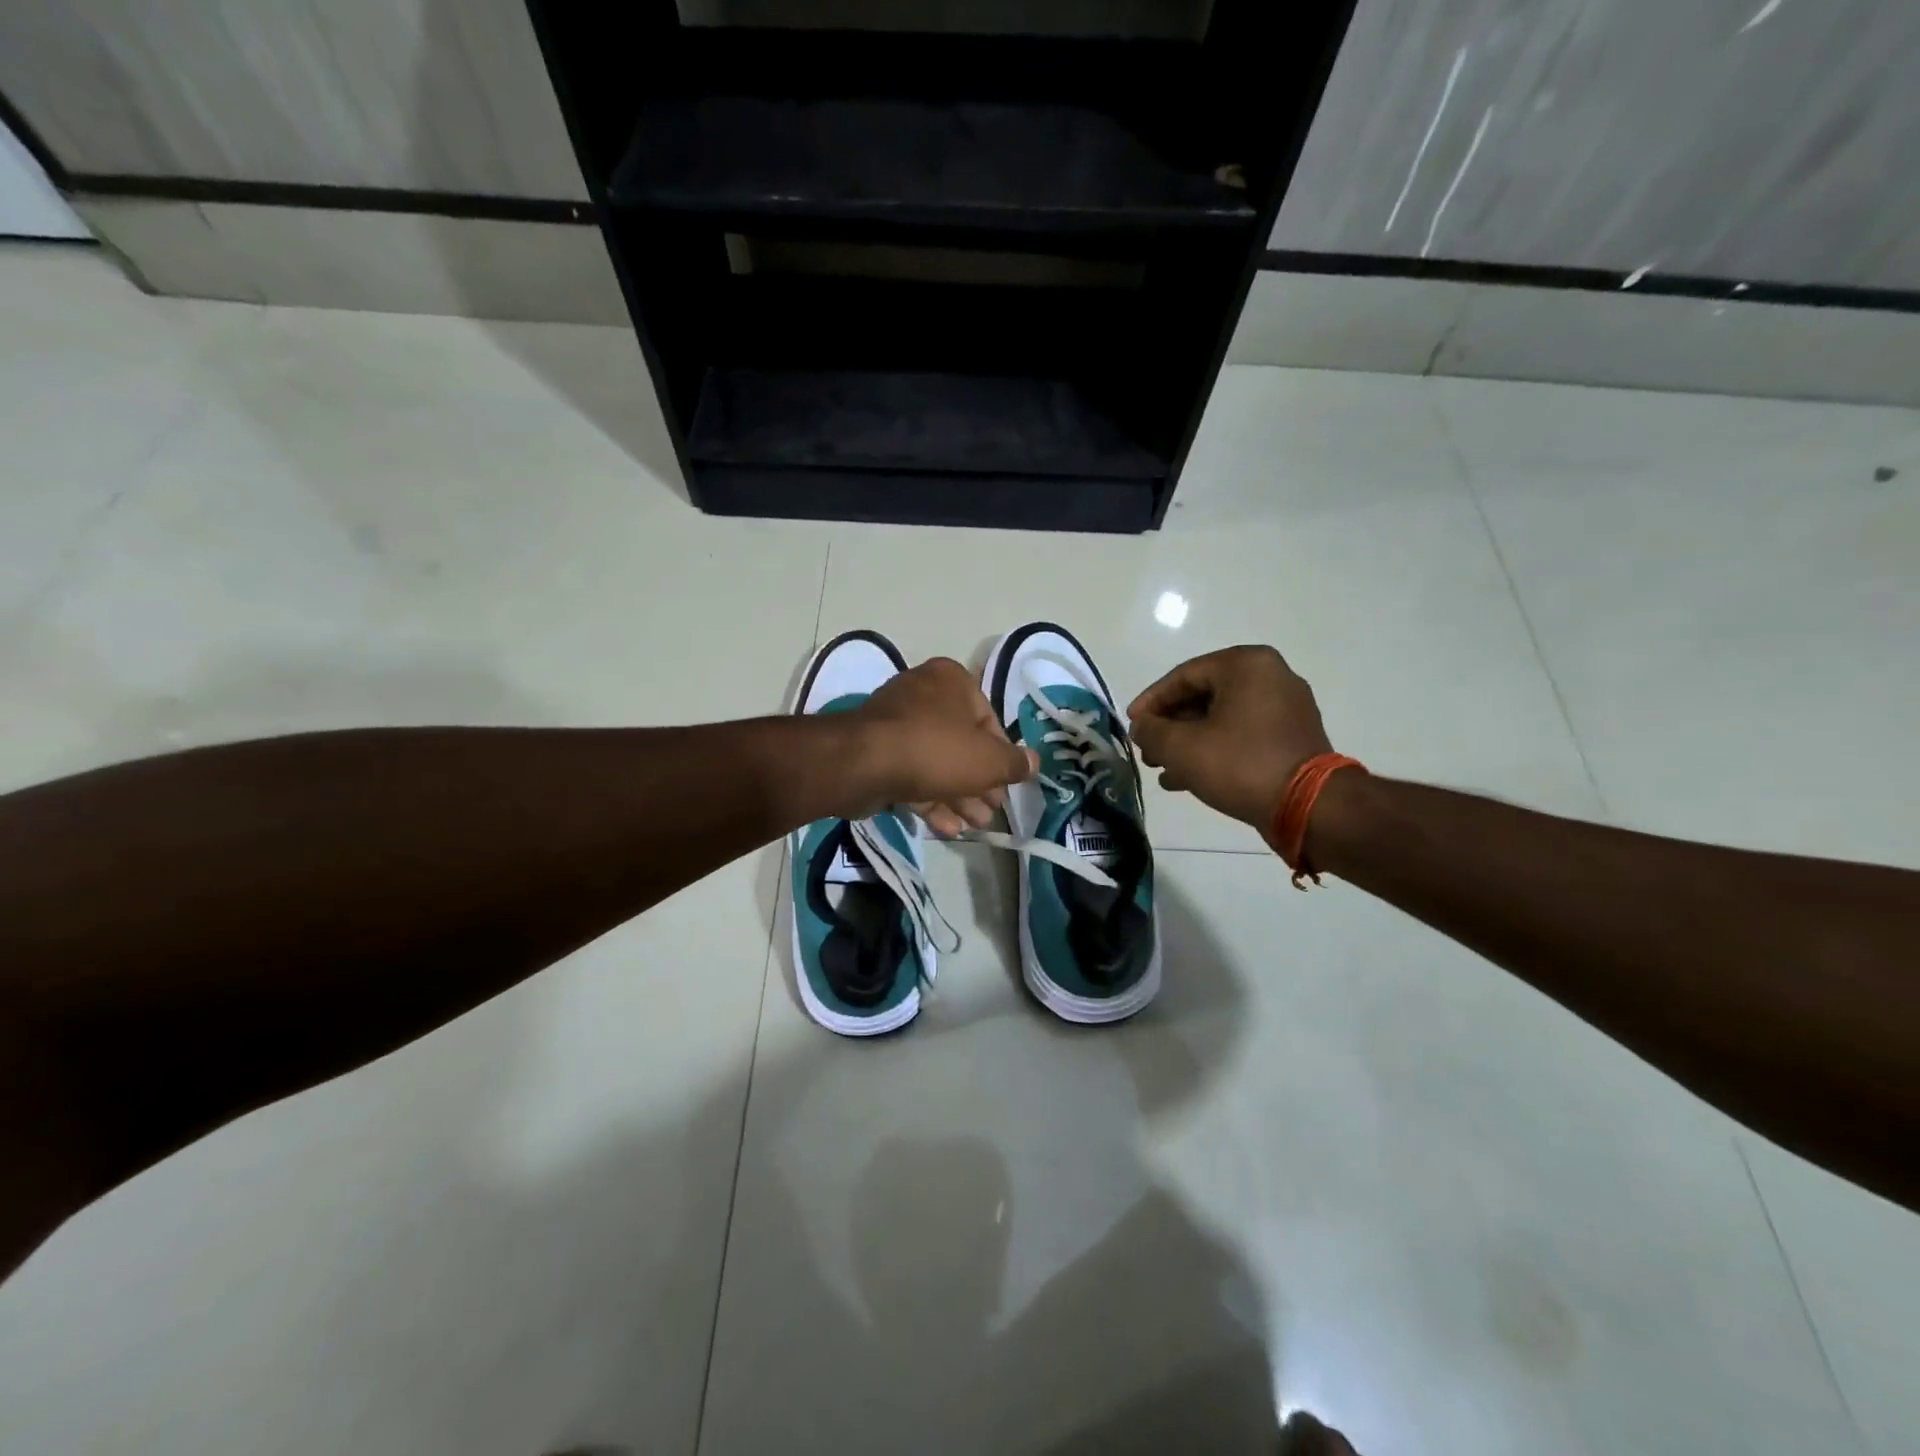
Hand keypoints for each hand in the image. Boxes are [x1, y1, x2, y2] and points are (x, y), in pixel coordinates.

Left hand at [846, 658, 1037, 834]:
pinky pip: (912, 774)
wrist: (865, 764)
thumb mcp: (989, 760)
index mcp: (951, 681)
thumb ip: (1015, 763)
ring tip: (976, 826)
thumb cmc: (937, 750)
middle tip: (992, 811)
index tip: (1007, 784)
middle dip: (979, 783)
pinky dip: (931, 800)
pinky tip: (948, 828)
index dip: (1002, 757)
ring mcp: (896, 724)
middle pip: (961, 743)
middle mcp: (923, 694)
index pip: (989, 719)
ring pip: (937, 762)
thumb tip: (1033, 763)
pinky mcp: (877, 752)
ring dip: (959, 796)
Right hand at [1127, 645, 1332, 830]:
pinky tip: (1187, 779)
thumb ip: (1151, 731)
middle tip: (1147, 750)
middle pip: (1203, 696)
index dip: (1151, 702)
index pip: (1183, 676)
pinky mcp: (1292, 737)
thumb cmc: (1240, 765)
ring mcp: (1286, 708)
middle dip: (1170, 726)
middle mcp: (1270, 676)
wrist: (1310, 807)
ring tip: (1162, 769)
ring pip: (1221, 719)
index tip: (1131, 726)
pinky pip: (1242, 735)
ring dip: (1188, 742)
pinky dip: (1214, 751)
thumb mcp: (1182, 748)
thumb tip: (1141, 727)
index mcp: (1246, 665)